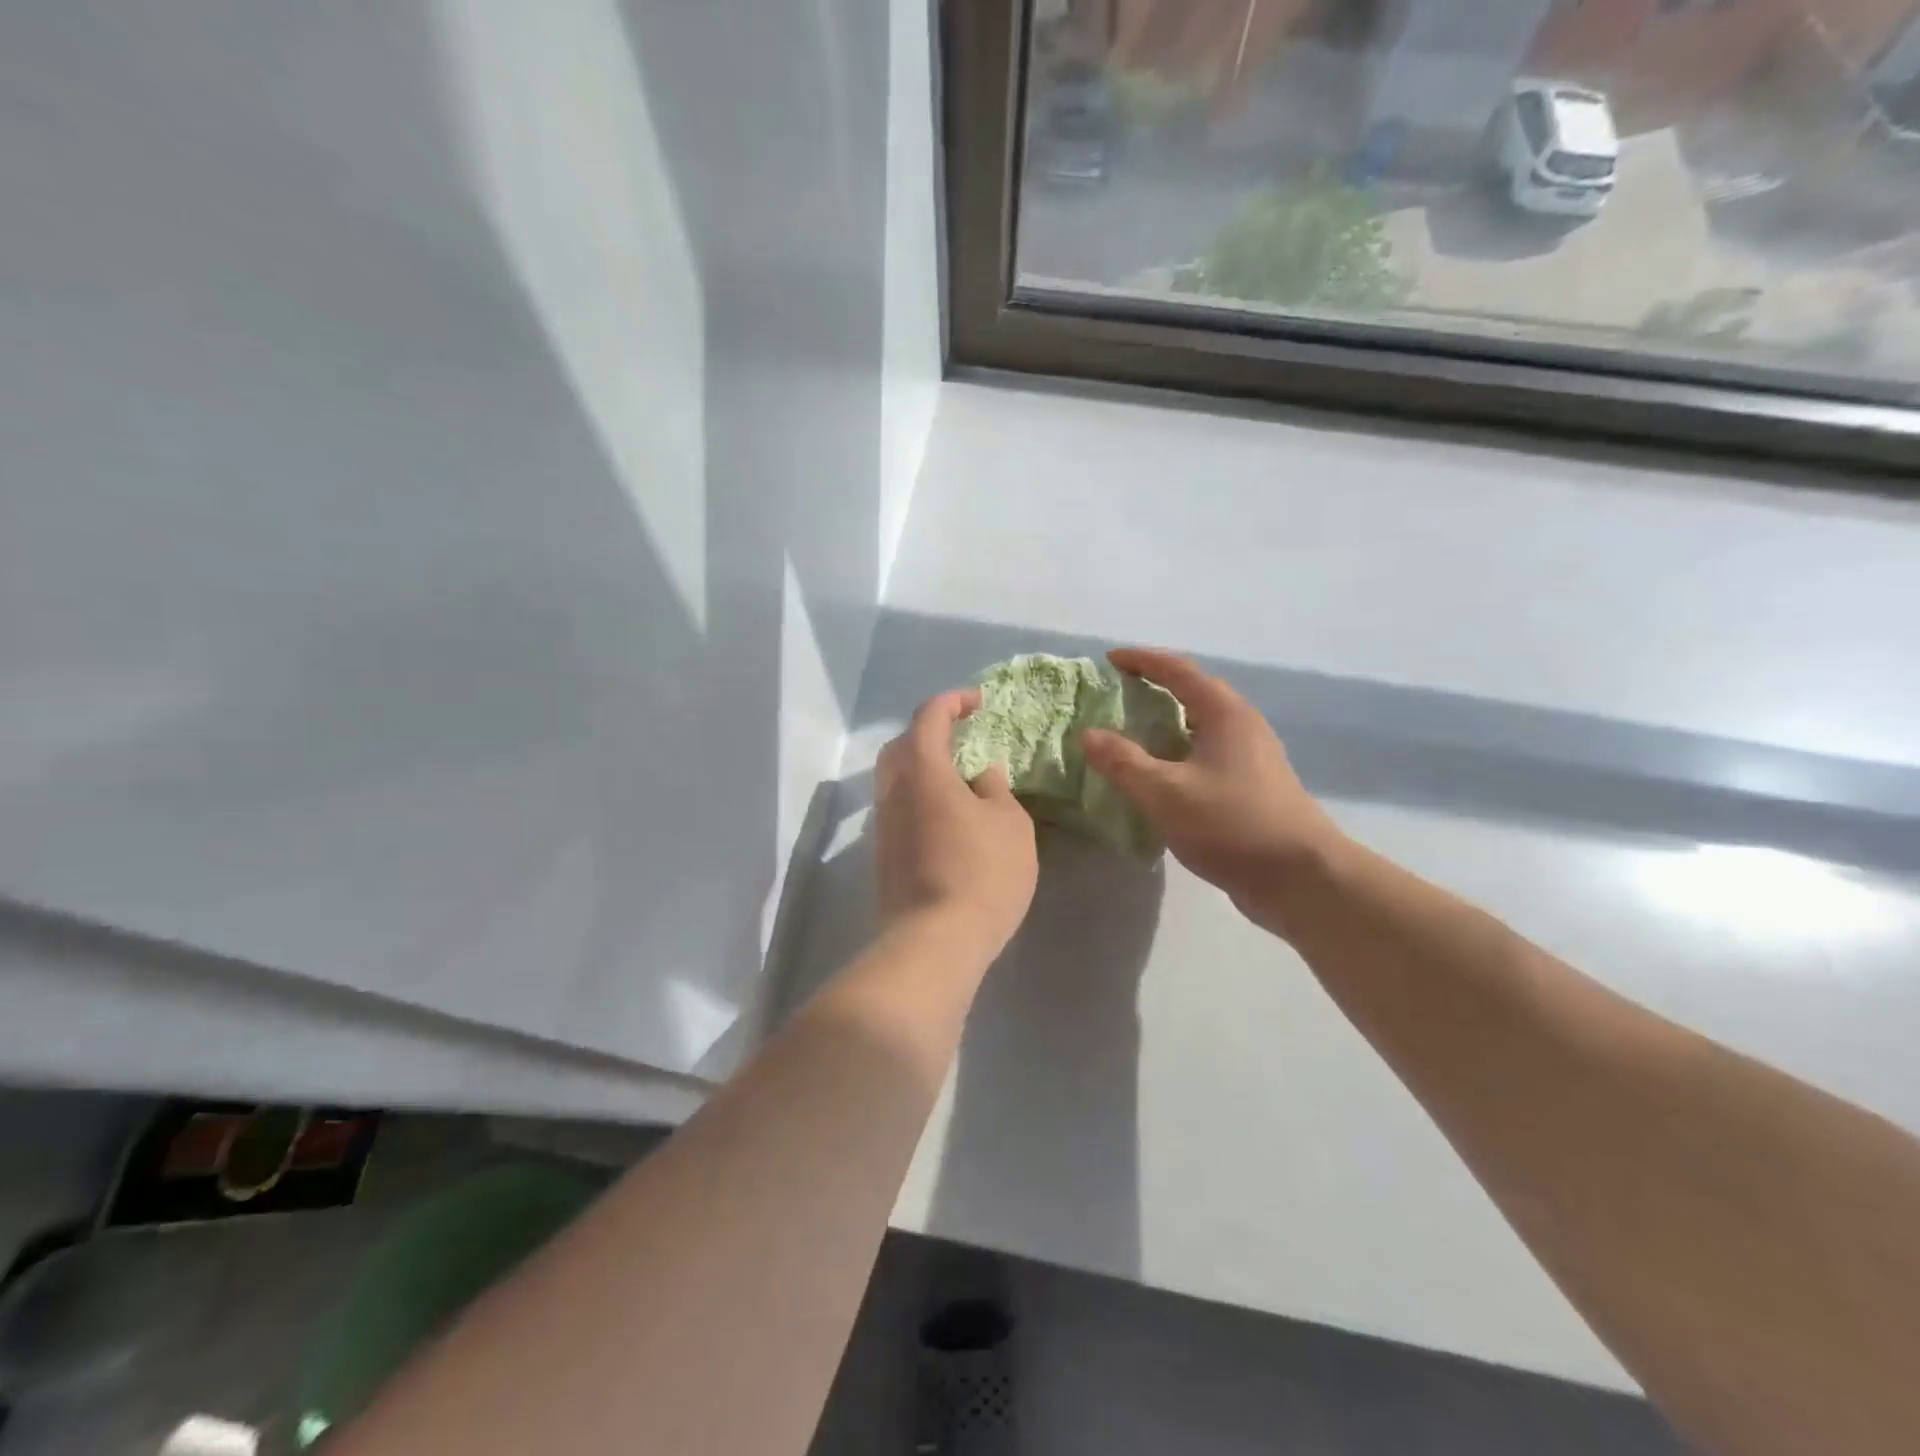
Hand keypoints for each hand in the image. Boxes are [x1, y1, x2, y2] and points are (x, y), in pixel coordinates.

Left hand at [874, 689, 1038, 961]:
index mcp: (922, 771)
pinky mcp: (882, 856)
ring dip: (923, 767)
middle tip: (961, 736)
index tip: (978, 702)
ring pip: (895, 779)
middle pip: (902, 745)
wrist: (934, 943)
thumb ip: (995, 789)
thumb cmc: (981, 874)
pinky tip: (946, 816)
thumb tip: (981, 773)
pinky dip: (919, 797)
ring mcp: (882, 825)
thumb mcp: (1010, 825)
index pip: (928, 717)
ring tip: (958, 778)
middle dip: (929, 732)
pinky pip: (898, 808)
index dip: (952, 702)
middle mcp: (893, 791)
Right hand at [1081, 648, 1343, 933]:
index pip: (1179, 670)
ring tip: (1131, 734)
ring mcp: (1252, 758)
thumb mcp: (1166, 793)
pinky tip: (1160, 778)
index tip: (1110, 659)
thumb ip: (1123, 762)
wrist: (1301, 878)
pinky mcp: (1253, 788)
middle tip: (1117, 695)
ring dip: (1166, 725)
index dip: (1142, 660)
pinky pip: (1206, 756)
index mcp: (1225, 714)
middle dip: (1155, 689)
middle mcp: (1242, 726)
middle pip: (1194, 694)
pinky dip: (1178, 755)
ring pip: (1201, 728)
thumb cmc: (1232, 824)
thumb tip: (1088, 734)